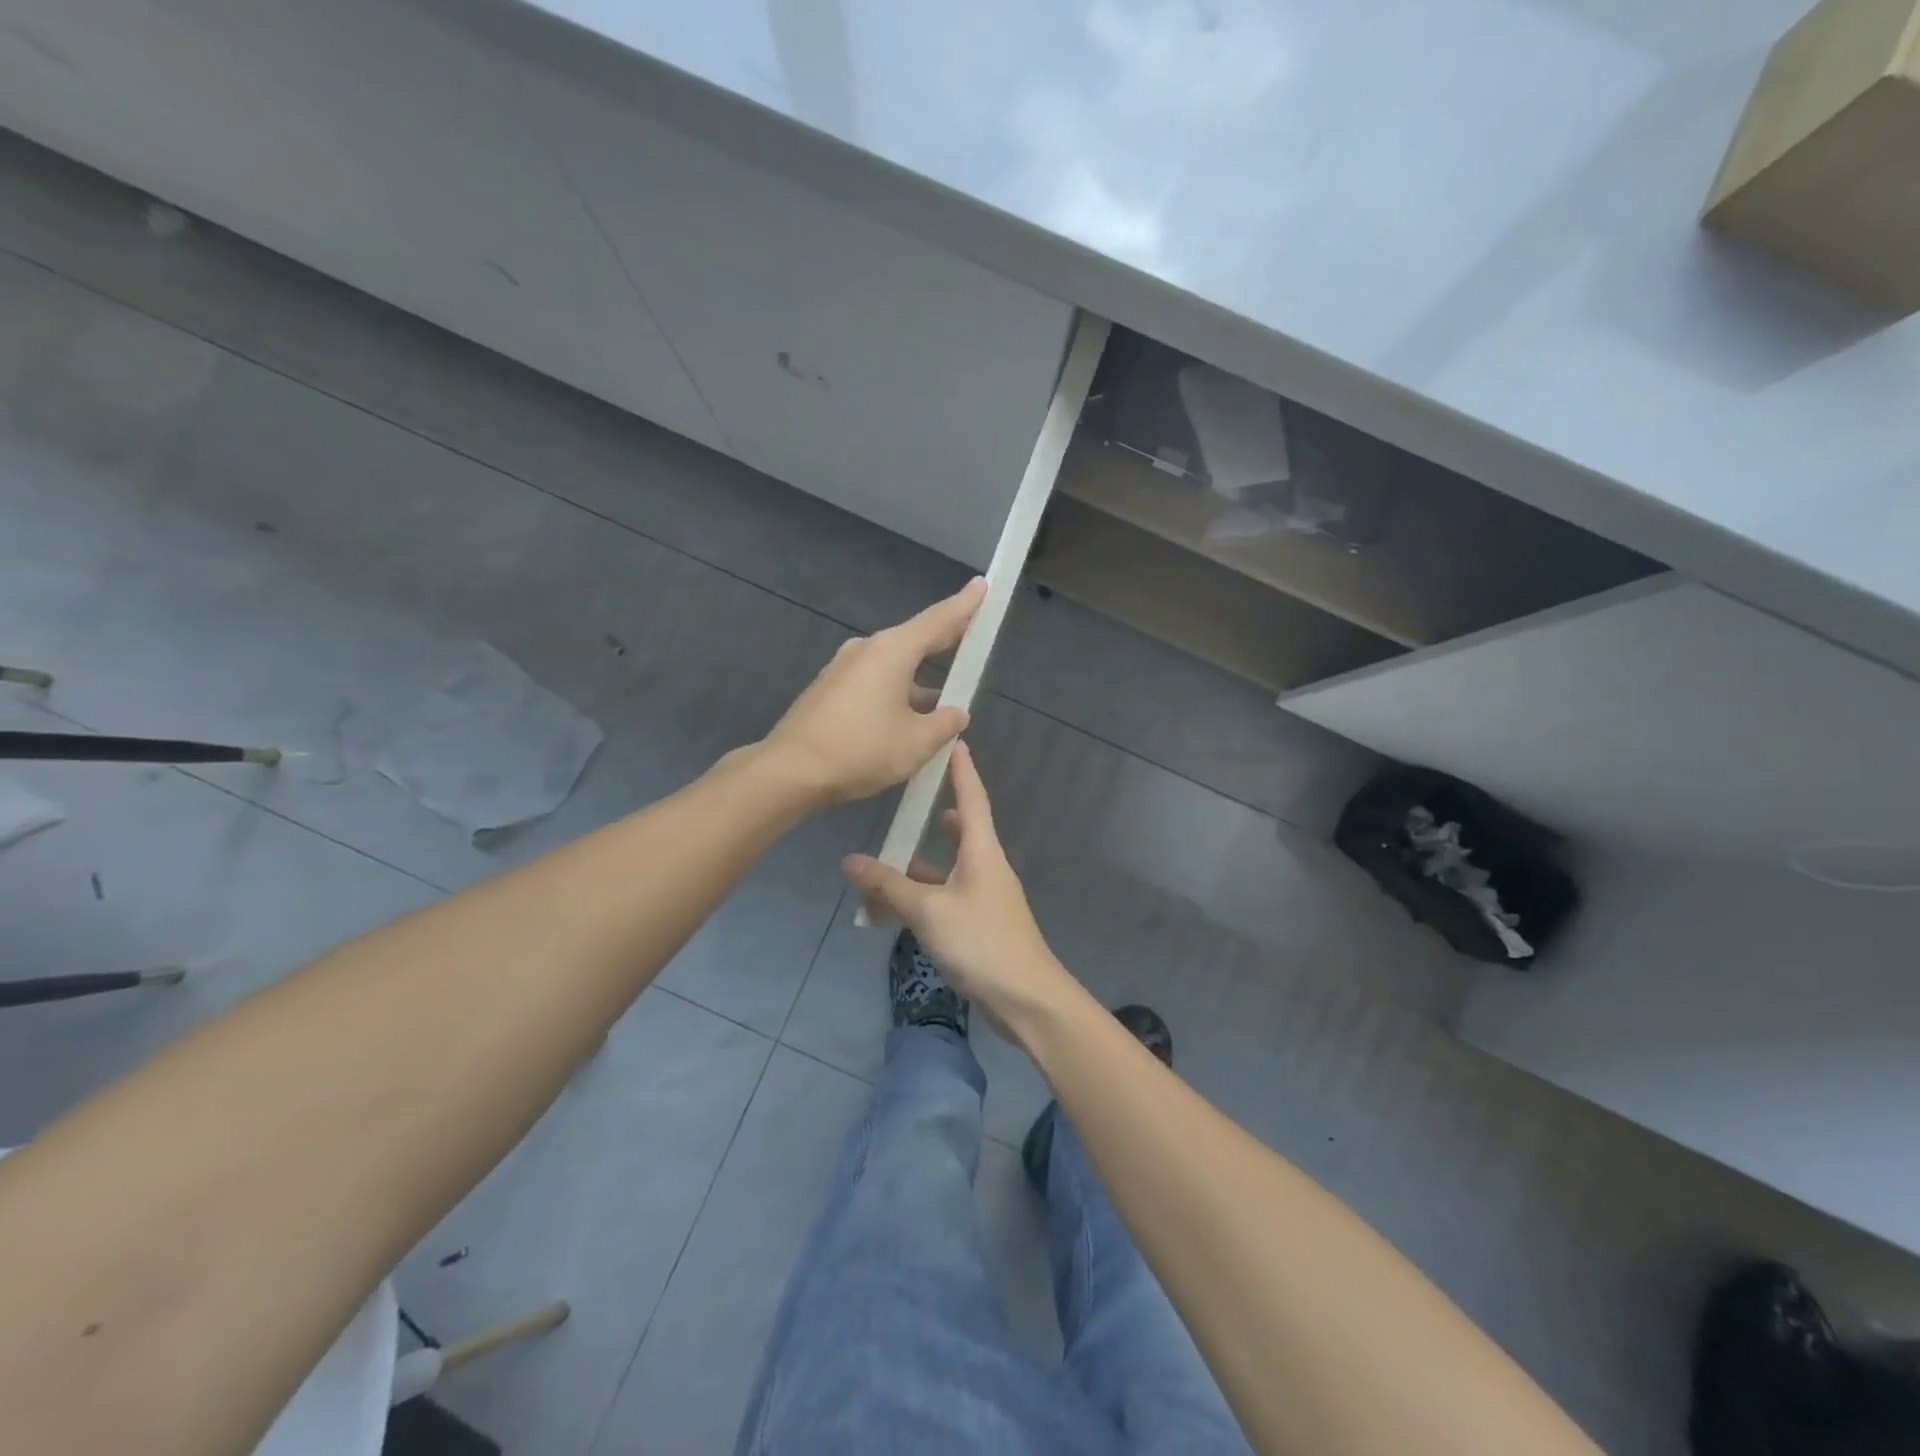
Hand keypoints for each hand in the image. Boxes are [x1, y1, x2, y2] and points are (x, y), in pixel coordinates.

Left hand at [762, 578, 985, 806]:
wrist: (790, 771)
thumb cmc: (861, 750)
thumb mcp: (917, 743)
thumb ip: (944, 724)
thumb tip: (956, 713)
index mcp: (892, 651)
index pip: (938, 620)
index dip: (965, 605)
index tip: (982, 584)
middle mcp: (867, 650)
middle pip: (915, 640)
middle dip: (945, 640)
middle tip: (971, 636)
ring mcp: (844, 669)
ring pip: (894, 666)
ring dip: (919, 679)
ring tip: (944, 700)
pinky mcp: (829, 690)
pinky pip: (874, 682)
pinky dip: (896, 692)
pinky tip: (905, 719)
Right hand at [842, 740, 1076, 1035]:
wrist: (1026, 999)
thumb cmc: (981, 942)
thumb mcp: (929, 911)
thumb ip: (889, 886)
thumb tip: (850, 861)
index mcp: (982, 851)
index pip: (972, 797)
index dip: (961, 769)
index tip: (953, 740)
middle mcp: (986, 866)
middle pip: (960, 830)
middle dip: (934, 814)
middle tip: (905, 798)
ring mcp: (984, 896)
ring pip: (946, 869)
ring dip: (917, 867)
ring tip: (881, 862)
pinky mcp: (979, 923)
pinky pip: (944, 898)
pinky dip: (921, 897)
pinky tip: (893, 909)